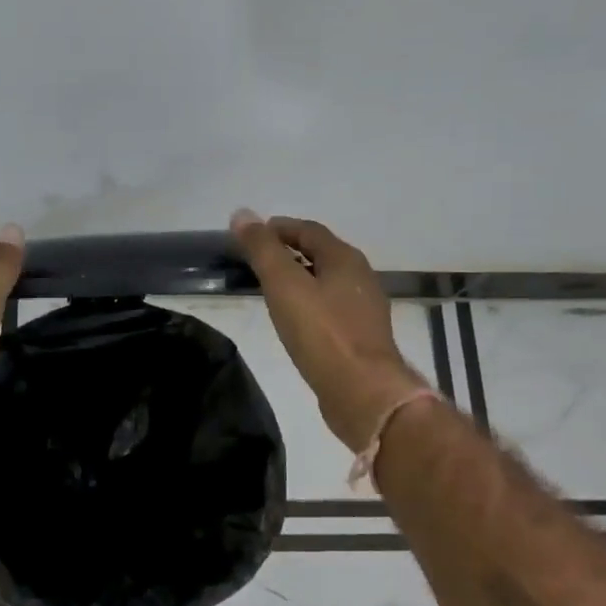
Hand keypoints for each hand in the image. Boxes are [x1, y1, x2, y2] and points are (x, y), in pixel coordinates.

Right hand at [230, 210, 429, 451]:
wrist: (363, 392)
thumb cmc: (322, 333)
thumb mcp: (284, 285)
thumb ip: (263, 249)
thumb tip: (242, 213)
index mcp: (345, 259)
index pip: (309, 230)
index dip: (279, 228)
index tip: (252, 234)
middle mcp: (360, 278)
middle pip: (321, 254)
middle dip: (290, 252)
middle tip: (258, 260)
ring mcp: (363, 309)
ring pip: (327, 283)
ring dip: (300, 279)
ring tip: (271, 290)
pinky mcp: (361, 338)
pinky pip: (330, 309)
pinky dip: (309, 304)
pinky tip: (294, 321)